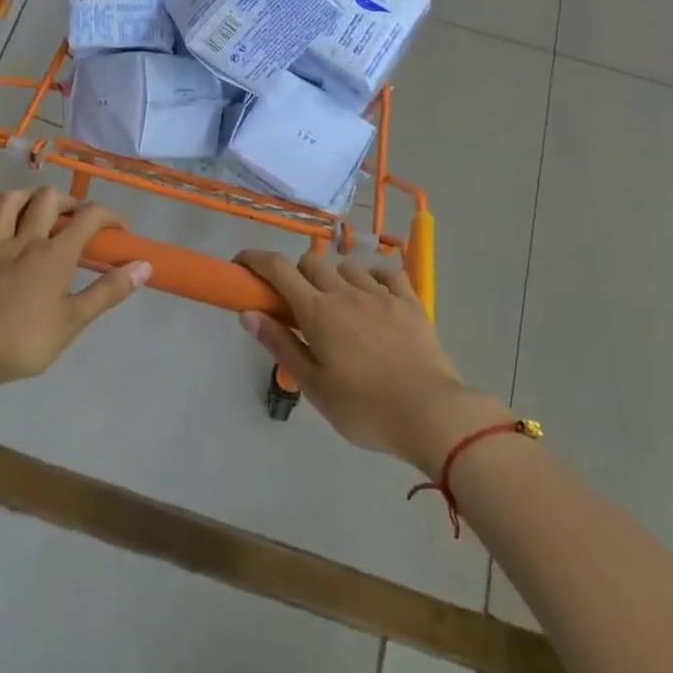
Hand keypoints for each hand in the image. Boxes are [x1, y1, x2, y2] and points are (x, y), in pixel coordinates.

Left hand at [0, 182, 149, 386]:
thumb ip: (107, 292)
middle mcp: (25, 240)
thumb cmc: (21, 340)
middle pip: (48, 201)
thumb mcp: (72, 322)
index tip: (119, 229)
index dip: (109, 216)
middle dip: (67, 201)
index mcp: (55, 255)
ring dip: (26, 195)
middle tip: (74, 216)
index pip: (89, 219)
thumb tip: (144, 265)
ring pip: (10, 203)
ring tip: (36, 202)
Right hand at [235, 247, 511, 475]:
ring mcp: (381, 293)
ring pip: (347, 266)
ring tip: (340, 308)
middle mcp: (345, 292)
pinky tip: (374, 298)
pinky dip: (373, 279)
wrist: (431, 414)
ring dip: (334, 279)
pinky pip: (386, 273)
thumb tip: (248, 313)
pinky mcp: (410, 301)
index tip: (241, 264)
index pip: (277, 269)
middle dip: (295, 274)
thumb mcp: (314, 385)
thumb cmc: (364, 408)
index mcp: (318, 312)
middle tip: (298, 306)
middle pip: (310, 262)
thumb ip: (281, 345)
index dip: (254, 259)